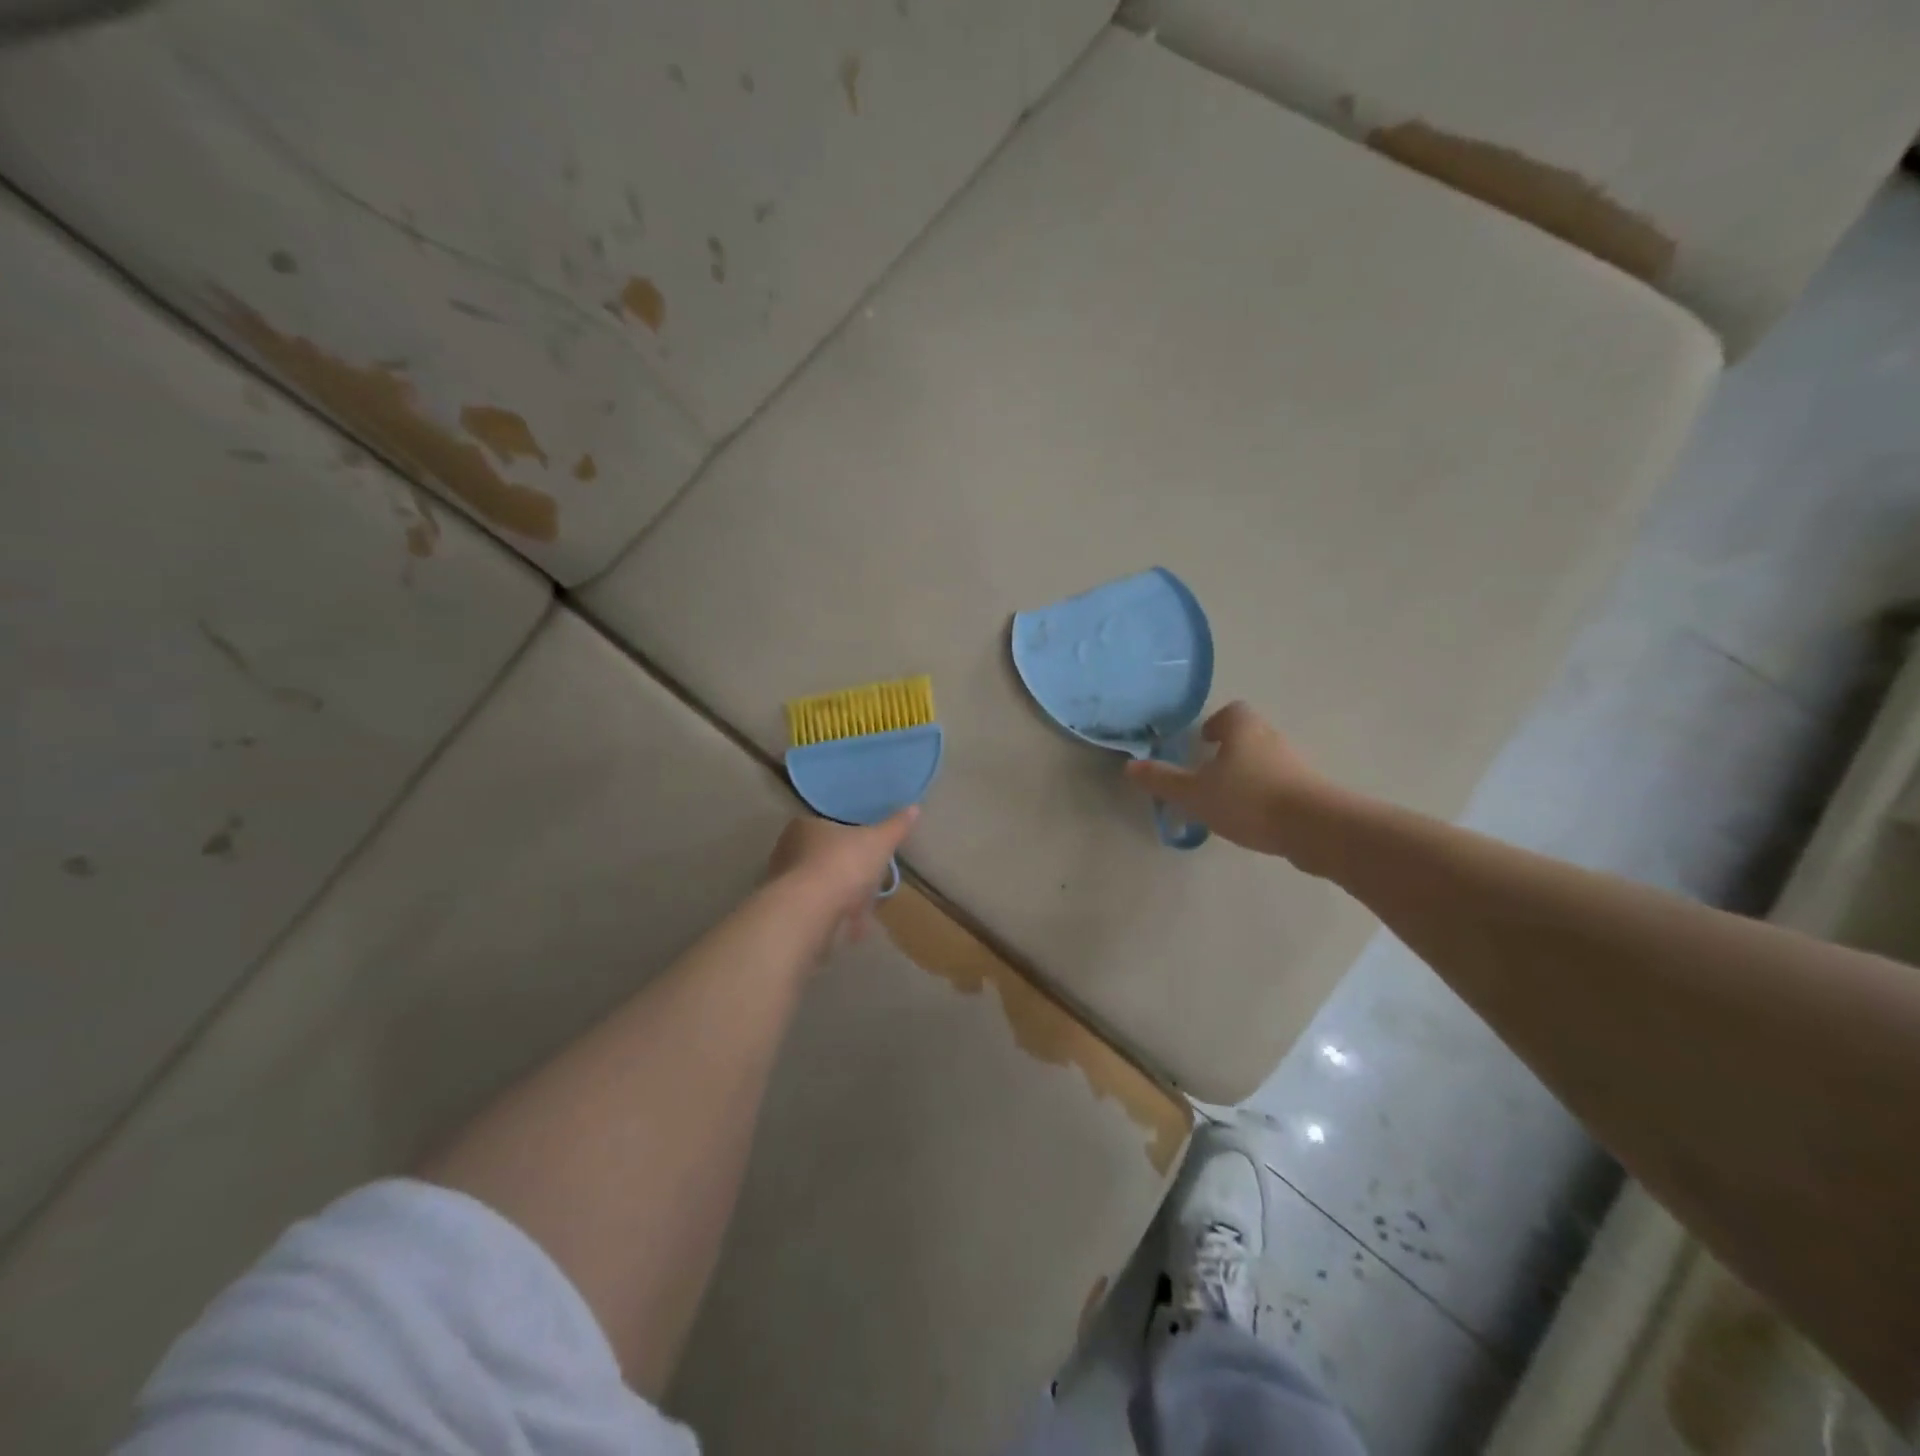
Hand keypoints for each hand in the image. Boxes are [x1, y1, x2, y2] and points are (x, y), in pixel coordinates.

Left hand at [767, 808, 918, 948]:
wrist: (810, 914)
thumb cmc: (842, 865)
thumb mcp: (878, 841)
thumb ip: (896, 826)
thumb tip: (914, 808)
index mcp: (804, 827)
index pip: (828, 826)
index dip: (849, 837)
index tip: (868, 849)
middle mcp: (788, 852)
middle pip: (825, 858)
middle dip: (849, 871)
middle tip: (871, 880)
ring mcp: (786, 886)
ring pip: (823, 888)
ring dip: (844, 898)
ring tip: (867, 908)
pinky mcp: (790, 915)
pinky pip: (821, 913)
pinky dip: (838, 919)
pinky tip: (856, 927)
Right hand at [1124, 703, 1327, 860]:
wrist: (1315, 828)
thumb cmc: (1248, 800)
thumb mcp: (1195, 793)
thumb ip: (1163, 780)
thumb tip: (1130, 766)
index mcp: (1243, 728)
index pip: (1231, 712)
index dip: (1215, 724)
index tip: (1203, 742)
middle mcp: (1271, 737)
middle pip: (1248, 735)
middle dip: (1229, 750)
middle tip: (1208, 773)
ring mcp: (1294, 763)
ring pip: (1264, 760)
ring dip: (1247, 773)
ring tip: (1227, 800)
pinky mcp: (1310, 789)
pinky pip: (1280, 783)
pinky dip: (1265, 793)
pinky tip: (1253, 818)